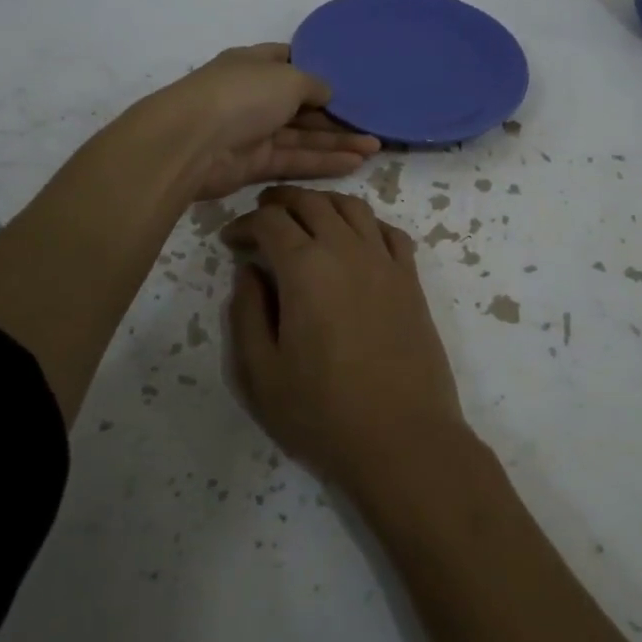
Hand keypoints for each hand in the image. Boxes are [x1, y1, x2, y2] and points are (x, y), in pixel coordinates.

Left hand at [161, 44, 379, 200]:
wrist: (191, 143)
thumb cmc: (242, 94)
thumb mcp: (288, 77)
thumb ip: (313, 84)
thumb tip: (327, 93)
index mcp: (254, 64)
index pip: (289, 61)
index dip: (317, 67)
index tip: (349, 77)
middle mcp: (253, 96)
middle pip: (301, 103)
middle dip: (336, 114)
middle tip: (373, 121)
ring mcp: (253, 131)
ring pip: (302, 135)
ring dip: (337, 141)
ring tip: (376, 146)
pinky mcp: (254, 164)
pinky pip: (295, 160)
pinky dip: (323, 161)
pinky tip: (355, 162)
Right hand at [223, 186, 467, 490]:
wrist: (403, 439)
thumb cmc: (323, 413)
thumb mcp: (261, 372)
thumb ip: (247, 312)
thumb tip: (249, 270)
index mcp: (305, 268)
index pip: (269, 221)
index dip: (245, 223)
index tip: (231, 240)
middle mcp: (347, 249)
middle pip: (311, 202)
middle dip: (280, 201)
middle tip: (262, 216)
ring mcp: (385, 261)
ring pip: (352, 207)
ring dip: (323, 203)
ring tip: (305, 216)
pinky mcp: (411, 279)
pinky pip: (389, 231)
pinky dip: (366, 222)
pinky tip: (356, 238)